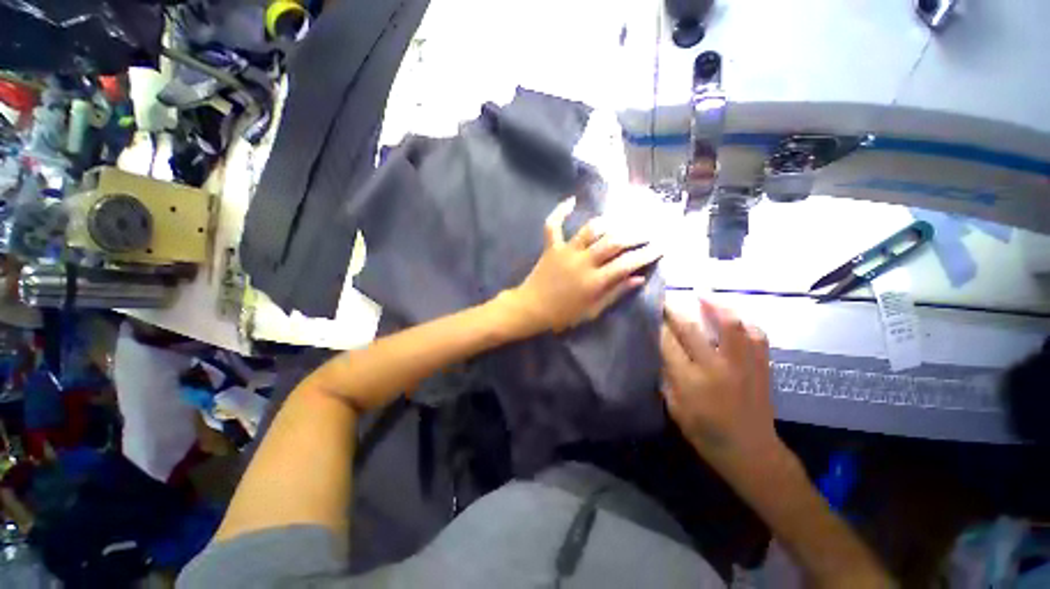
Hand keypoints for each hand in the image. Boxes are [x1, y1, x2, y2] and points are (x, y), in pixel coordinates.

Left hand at [506, 197, 661, 333]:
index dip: (646, 254)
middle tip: (648, 232)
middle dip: (635, 235)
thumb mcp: (592, 311)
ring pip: (590, 230)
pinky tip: (572, 200)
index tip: (661, 247)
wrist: (531, 308)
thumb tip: (639, 278)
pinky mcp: (551, 247)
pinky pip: (553, 225)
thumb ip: (615, 293)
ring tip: (621, 222)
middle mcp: (583, 262)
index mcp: (594, 282)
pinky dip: (561, 211)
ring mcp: (565, 251)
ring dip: (608, 223)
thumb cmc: (563, 314)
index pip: (627, 263)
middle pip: (613, 242)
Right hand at [660, 298, 782, 470]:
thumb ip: (666, 377)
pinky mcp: (761, 365)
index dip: (658, 324)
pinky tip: (734, 316)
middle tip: (666, 298)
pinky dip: (744, 321)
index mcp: (691, 381)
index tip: (651, 312)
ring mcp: (743, 364)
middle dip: (675, 310)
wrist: (751, 450)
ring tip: (703, 293)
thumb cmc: (705, 432)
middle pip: (692, 328)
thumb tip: (660, 350)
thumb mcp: (675, 408)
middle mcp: (716, 367)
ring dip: (715, 305)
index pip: (668, 343)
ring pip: (730, 324)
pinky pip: (756, 335)